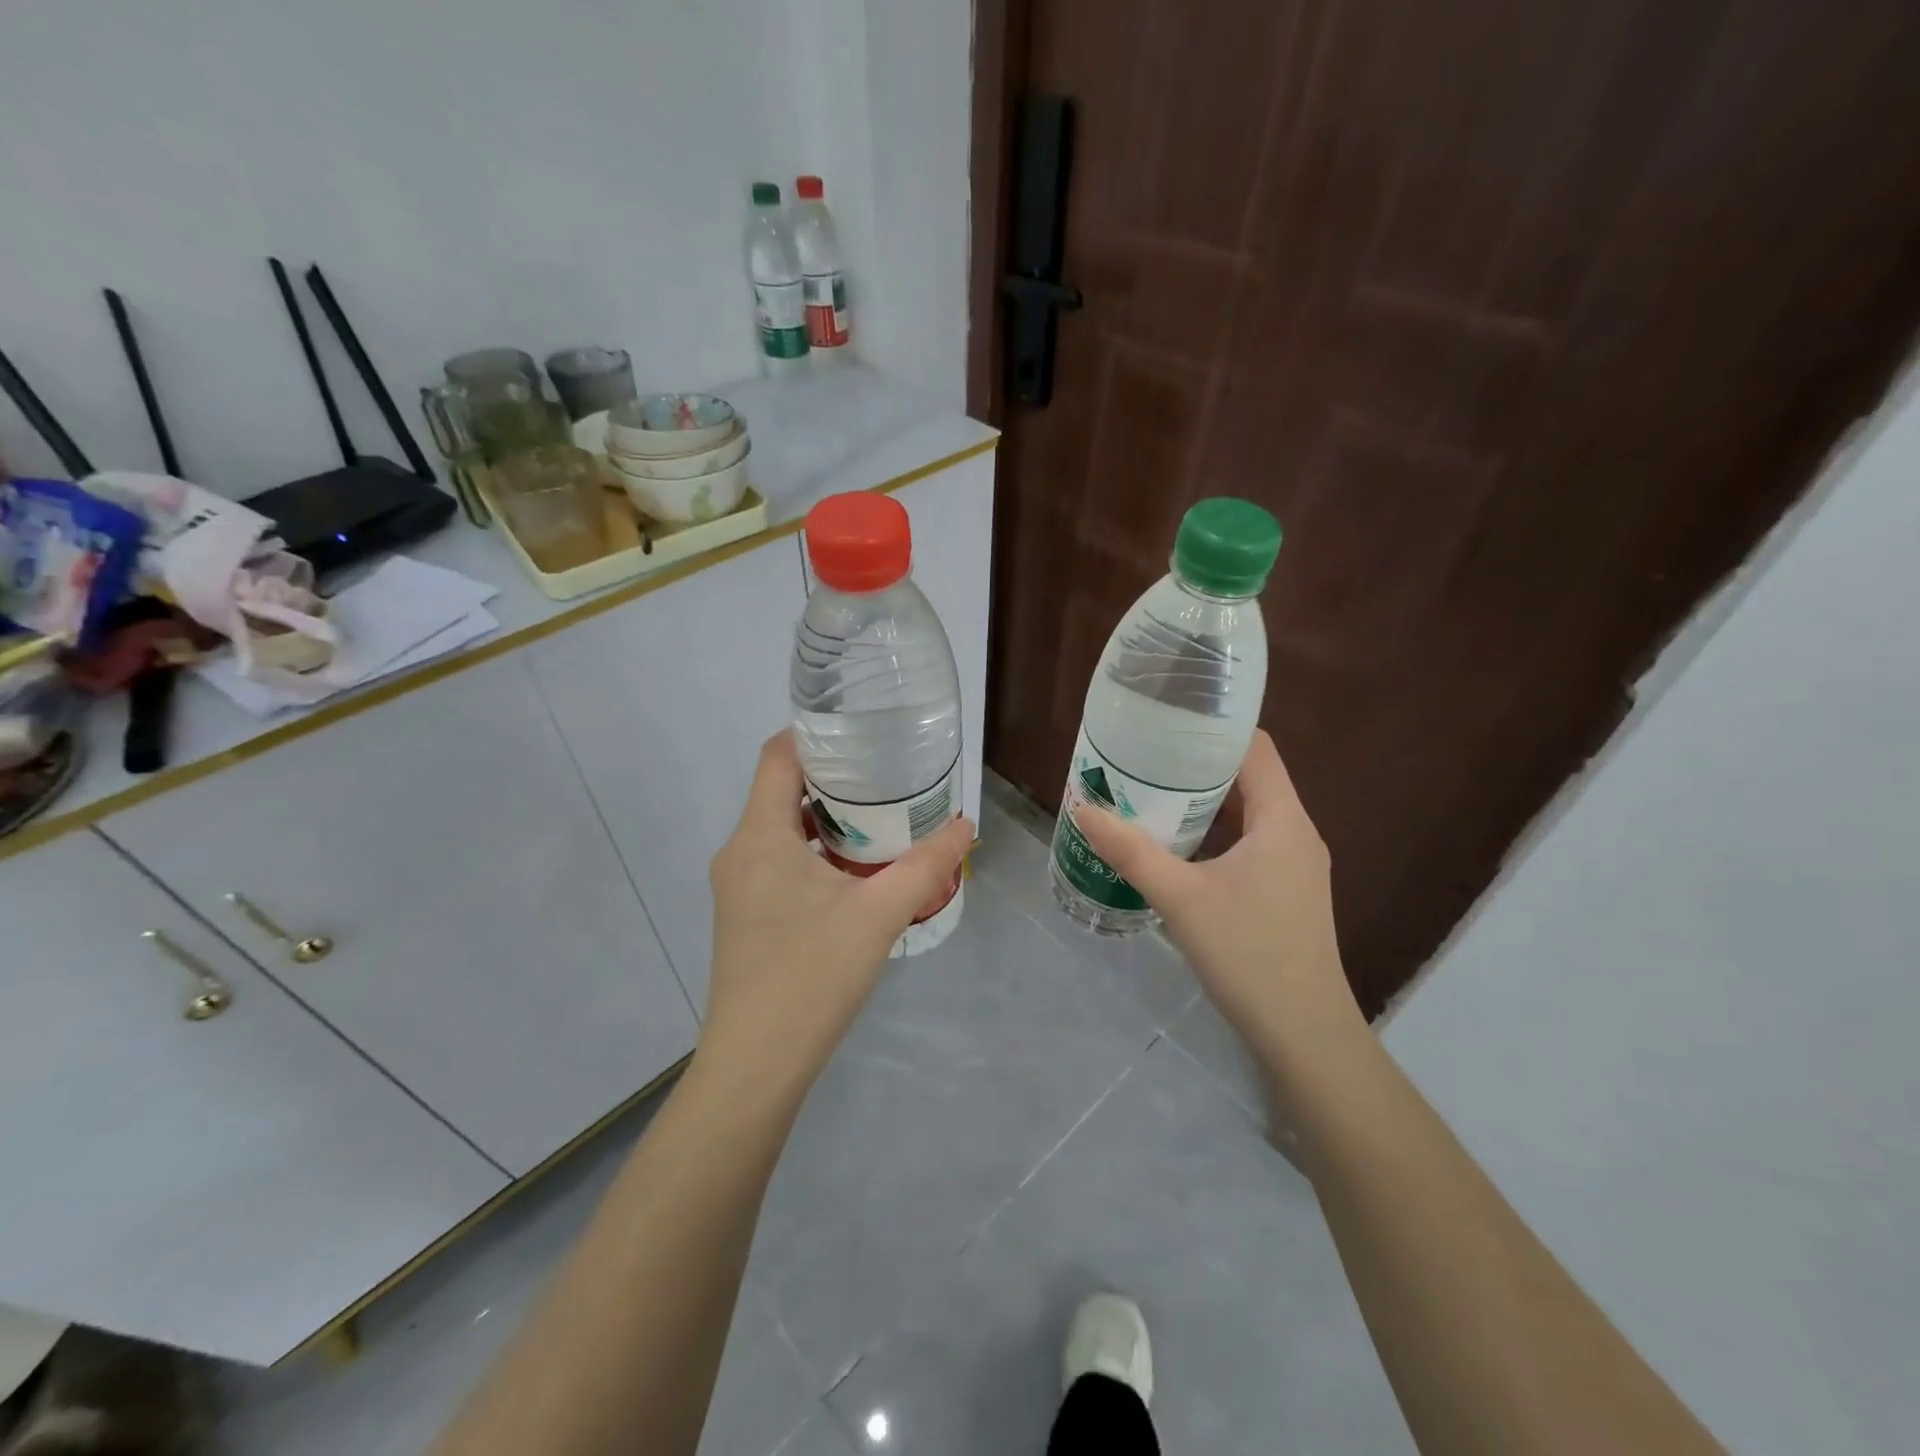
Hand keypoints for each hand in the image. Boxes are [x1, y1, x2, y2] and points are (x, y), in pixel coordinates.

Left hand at [699, 730, 973, 1100]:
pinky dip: (817, 851)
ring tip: (883, 817)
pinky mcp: (746, 914)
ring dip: (828, 818)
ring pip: (782, 828)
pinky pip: (780, 860)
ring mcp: (738, 886)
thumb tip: (967, 826)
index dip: (816, 734)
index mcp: (760, 836)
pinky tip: (858, 871)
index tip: (864, 732)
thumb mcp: (879, 915)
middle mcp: (739, 851)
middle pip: (781, 789)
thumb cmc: (811, 977)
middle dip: (835, 777)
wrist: (755, 1065)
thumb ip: (926, 865)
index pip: (778, 756)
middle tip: (889, 773)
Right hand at [1073, 731, 1360, 1066]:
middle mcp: (1297, 833)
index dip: (1215, 729)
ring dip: (1207, 800)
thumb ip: (1130, 851)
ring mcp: (1296, 865)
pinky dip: (1217, 831)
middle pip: (1252, 777)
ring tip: (1154, 794)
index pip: (1257, 748)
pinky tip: (1179, 846)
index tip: (1167, 722)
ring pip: (1251, 812)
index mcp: (1283, 820)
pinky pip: (1252, 841)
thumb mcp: (1179, 899)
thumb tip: (1083, 809)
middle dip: (1200, 764)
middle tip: (1146, 758)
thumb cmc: (1247, 954)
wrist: (1304, 1033)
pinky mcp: (1288, 891)